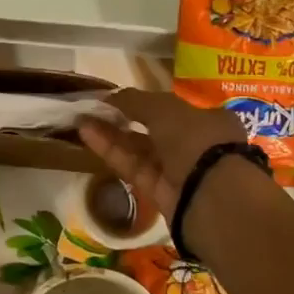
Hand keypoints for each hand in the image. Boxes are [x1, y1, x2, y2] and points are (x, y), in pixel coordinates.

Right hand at [79, 89, 247, 220]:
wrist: (211, 197)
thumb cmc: (197, 140)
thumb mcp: (165, 109)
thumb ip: (136, 100)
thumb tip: (111, 96)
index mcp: (210, 121)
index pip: (175, 109)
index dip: (146, 103)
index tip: (120, 100)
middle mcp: (196, 146)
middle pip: (153, 130)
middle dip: (124, 119)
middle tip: (94, 109)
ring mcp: (178, 172)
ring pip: (140, 150)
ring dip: (112, 134)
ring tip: (82, 120)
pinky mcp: (160, 193)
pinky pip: (133, 167)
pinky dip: (112, 151)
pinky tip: (88, 135)